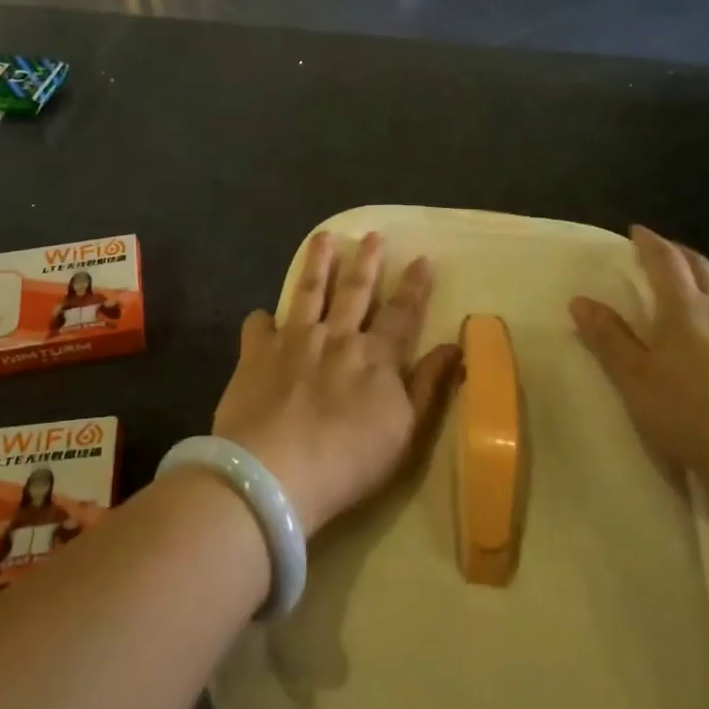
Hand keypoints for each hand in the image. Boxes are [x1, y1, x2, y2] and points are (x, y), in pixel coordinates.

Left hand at [212, 231, 461, 537]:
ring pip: (308, 293)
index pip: (401, 313)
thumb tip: (453, 347)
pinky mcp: (255, 354)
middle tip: (372, 235)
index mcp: (375, 357)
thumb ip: (428, 387)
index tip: (422, 259)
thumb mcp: (405, 433)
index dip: (414, 287)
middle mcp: (336, 337)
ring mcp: (293, 341)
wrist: (273, 473)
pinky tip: (262, 315)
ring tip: (323, 238)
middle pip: (354, 291)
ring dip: (318, 264)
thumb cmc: (348, 462)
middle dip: (366, 262)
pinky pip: (258, 327)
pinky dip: (261, 319)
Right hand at [570, 225, 708, 531]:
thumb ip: (609, 339)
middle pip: (700, 267)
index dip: (650, 243)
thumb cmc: (689, 416)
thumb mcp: (635, 380)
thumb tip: (581, 300)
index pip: (667, 261)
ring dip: (703, 273)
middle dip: (677, 253)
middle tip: (657, 251)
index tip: (635, 231)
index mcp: (686, 309)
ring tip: (688, 278)